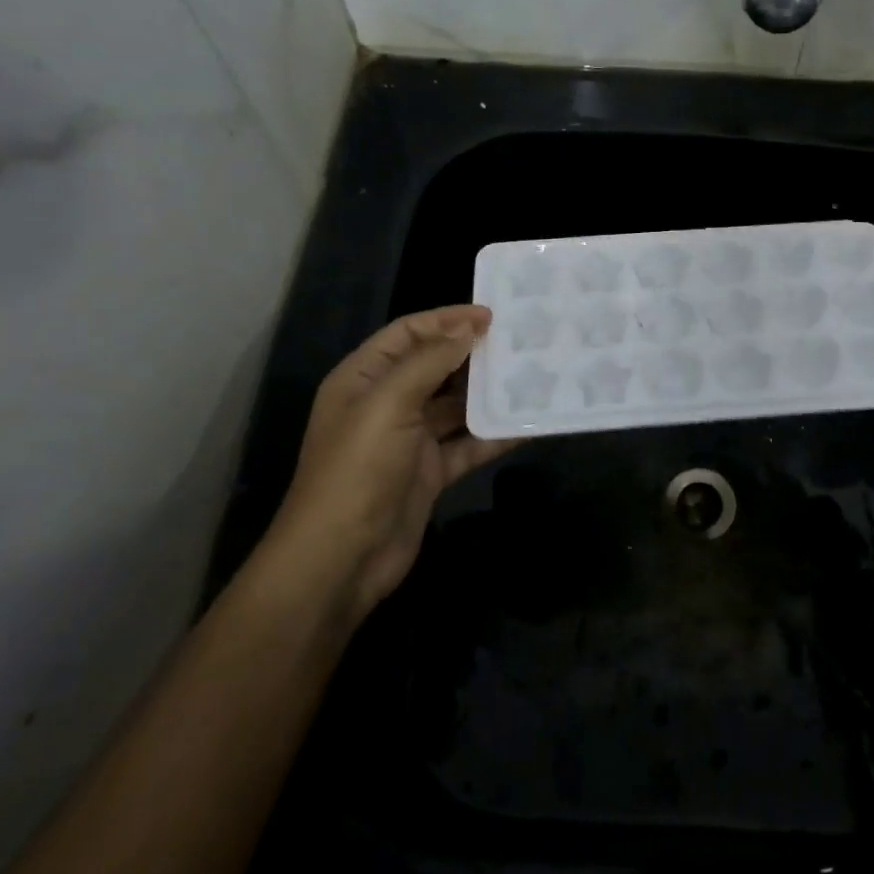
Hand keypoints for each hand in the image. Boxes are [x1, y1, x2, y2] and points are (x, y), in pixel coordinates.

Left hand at [270, 305, 519, 625]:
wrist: (341, 558)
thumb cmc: (358, 470)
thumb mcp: (388, 404)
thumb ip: (430, 361)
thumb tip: (469, 327)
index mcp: (364, 379)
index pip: (408, 334)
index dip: (447, 320)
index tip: (492, 315)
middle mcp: (386, 404)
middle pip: (436, 366)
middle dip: (474, 354)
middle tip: (521, 342)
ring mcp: (410, 440)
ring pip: (456, 406)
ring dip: (489, 394)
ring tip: (532, 376)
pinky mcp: (431, 472)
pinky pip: (468, 445)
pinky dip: (495, 435)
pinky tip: (528, 424)